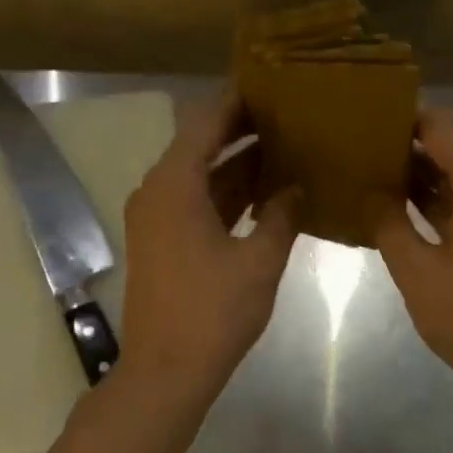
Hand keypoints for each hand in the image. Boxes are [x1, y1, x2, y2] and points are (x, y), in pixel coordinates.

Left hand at [121, 93, 298, 394]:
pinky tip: (265, 192)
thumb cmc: (213, 312)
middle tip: (287, 113)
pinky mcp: (163, 242)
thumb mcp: (259, 260)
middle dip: (242, 129)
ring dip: (237, 163)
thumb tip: (296, 187)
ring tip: (285, 145)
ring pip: (201, 176)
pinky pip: (197, 202)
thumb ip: (280, 216)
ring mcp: (157, 219)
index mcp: (174, 185)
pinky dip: (227, 194)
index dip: (236, 101)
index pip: (205, 123)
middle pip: (200, 145)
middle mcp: (158, 192)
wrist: (167, 370)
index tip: (269, 82)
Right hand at [375, 110, 452, 394]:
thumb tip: (368, 192)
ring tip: (386, 161)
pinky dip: (447, 183)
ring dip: (436, 156)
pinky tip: (408, 198)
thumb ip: (388, 224)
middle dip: (425, 129)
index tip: (368, 119)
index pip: (443, 128)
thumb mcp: (417, 272)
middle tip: (379, 137)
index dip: (407, 120)